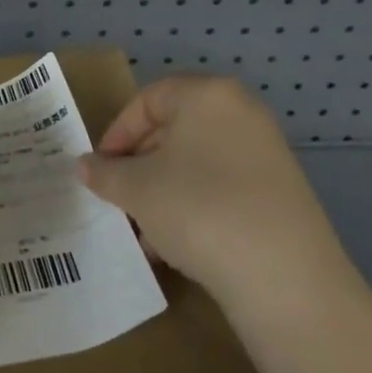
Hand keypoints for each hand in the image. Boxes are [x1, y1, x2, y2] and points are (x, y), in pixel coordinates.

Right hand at [78, 76, 355, 312]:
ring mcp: (266, 152)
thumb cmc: (199, 208)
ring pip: (197, 164)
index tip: (100, 170)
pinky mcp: (281, 192)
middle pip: (173, 130)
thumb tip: (86, 166)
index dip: (117, 133)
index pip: (147, 99)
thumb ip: (105, 172)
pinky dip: (195, 208)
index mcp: (207, 94)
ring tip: (145, 234)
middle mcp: (241, 112)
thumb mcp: (137, 189)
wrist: (285, 278)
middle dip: (140, 167)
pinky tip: (177, 249)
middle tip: (119, 200)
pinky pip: (223, 188)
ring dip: (163, 193)